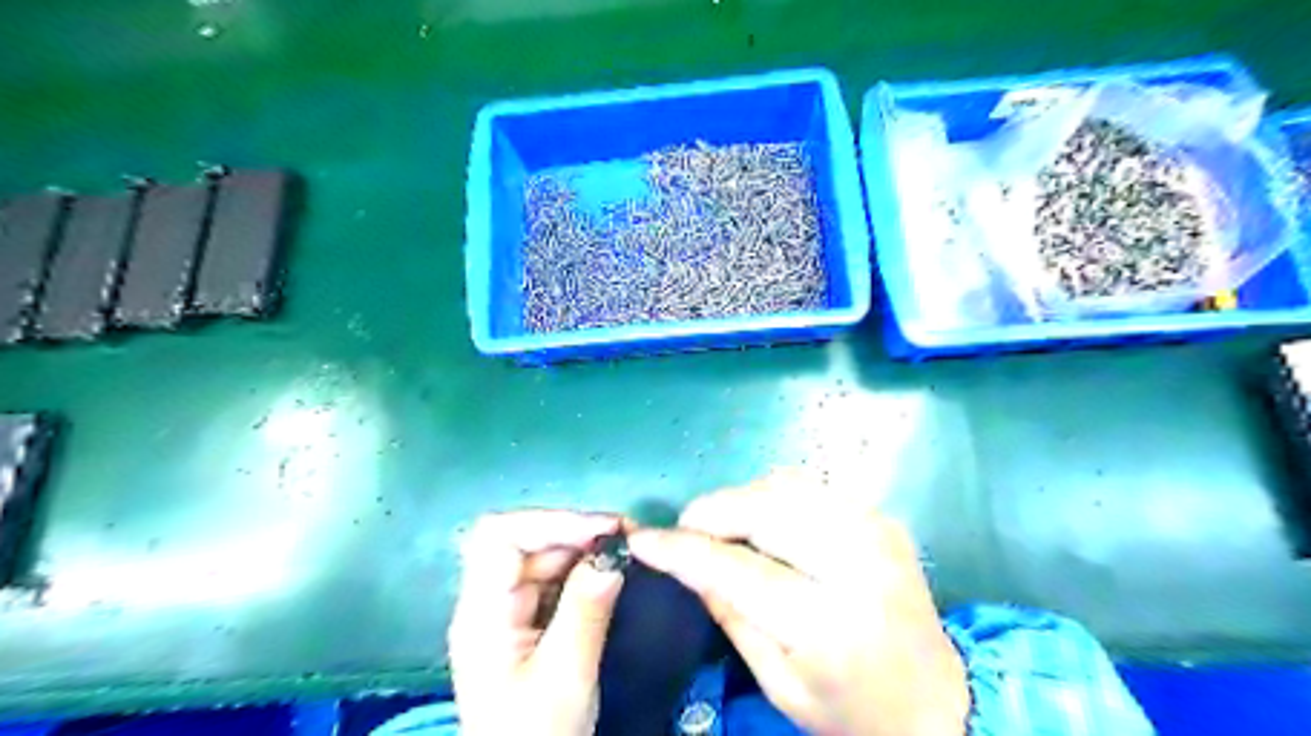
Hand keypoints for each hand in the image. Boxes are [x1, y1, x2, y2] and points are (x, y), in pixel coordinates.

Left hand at [448, 512, 624, 735]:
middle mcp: (490, 603)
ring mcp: (507, 613)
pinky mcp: (526, 625)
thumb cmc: (535, 735)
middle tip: (628, 538)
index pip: (499, 538)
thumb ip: (587, 611)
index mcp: (482, 612)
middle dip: (576, 535)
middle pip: (525, 544)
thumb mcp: (565, 676)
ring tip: (626, 553)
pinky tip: (610, 575)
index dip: (549, 521)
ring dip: (584, 552)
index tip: (602, 529)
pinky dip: (583, 574)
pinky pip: (554, 583)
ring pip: (543, 561)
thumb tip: (613, 554)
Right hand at [623, 470, 970, 735]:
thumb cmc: (849, 708)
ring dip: (741, 500)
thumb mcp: (778, 682)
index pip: (736, 569)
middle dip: (711, 511)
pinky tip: (766, 523)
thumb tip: (687, 561)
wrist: (934, 702)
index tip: (644, 539)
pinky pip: (810, 487)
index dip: (683, 549)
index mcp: (827, 622)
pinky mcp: (880, 517)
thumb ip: (729, 614)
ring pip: (784, 486)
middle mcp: (855, 563)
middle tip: (687, 531)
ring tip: (724, 528)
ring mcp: (874, 530)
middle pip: (762, 509)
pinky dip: (774, 496)